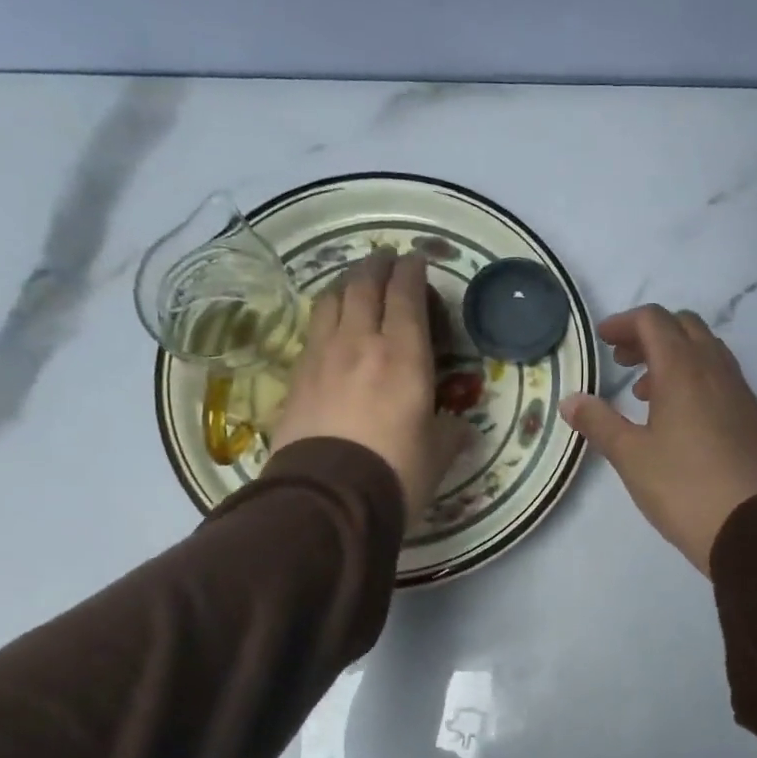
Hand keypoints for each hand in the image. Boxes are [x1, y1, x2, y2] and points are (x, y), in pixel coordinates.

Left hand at [270, 249, 469, 518]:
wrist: (329, 498)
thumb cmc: (395, 472)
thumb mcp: (438, 455)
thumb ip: (451, 433)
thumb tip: (460, 428)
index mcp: (403, 355)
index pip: (406, 296)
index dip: (412, 272)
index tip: (416, 259)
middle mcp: (360, 342)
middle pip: (364, 286)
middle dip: (377, 266)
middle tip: (386, 259)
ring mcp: (322, 356)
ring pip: (330, 301)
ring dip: (345, 283)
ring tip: (354, 282)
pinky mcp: (296, 376)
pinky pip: (312, 331)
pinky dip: (325, 316)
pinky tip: (329, 325)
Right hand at [561, 305, 756, 574]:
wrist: (744, 526)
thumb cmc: (680, 487)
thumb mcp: (629, 455)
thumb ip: (598, 421)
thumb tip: (570, 401)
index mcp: (683, 370)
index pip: (654, 321)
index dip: (624, 323)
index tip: (602, 340)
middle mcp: (715, 369)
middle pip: (683, 326)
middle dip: (650, 335)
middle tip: (622, 362)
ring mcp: (739, 391)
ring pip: (706, 350)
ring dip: (674, 356)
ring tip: (646, 393)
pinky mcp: (751, 415)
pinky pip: (721, 375)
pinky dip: (696, 377)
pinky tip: (680, 416)